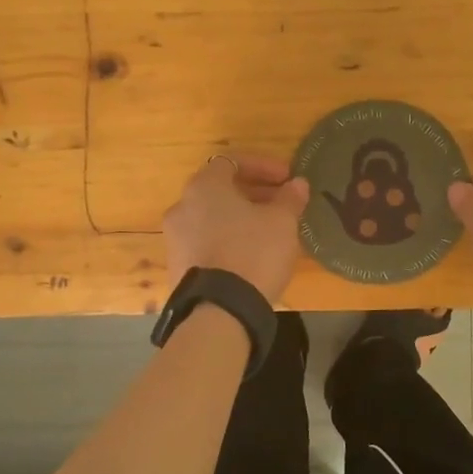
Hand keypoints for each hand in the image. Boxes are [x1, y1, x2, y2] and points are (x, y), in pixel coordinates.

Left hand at [163, 155, 309, 301]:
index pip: (232, 161)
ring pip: (213, 217)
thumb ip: (290, 198)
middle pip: (220, 190)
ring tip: (270, 231)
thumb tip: (297, 184)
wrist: (219, 312)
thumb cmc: (253, 253)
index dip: (263, 166)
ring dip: (241, 217)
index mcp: (204, 187)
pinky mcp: (177, 267)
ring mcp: (175, 238)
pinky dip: (228, 239)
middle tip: (282, 203)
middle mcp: (182, 207)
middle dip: (254, 193)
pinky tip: (251, 255)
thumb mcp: (282, 222)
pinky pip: (206, 242)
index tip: (287, 179)